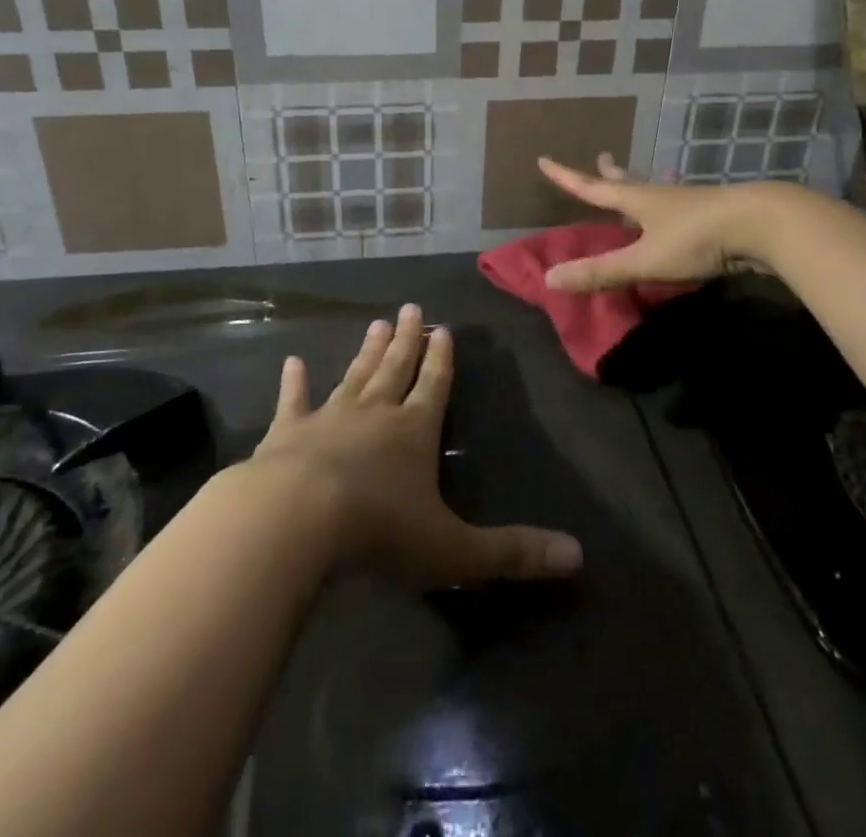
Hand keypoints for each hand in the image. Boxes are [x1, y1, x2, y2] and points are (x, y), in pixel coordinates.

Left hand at [250, 305, 582, 587]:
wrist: (296, 522)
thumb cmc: (379, 532)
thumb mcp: (455, 550)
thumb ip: (513, 552)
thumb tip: (578, 556)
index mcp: (415, 431)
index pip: (435, 386)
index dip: (442, 360)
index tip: (444, 329)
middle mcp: (375, 413)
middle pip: (396, 368)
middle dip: (407, 341)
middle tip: (410, 309)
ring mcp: (329, 418)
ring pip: (354, 376)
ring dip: (366, 352)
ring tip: (376, 323)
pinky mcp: (287, 433)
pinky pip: (294, 401)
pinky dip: (294, 382)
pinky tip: (292, 362)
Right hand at [536, 153, 793, 291]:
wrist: (761, 224)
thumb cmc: (697, 238)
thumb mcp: (644, 259)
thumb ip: (601, 271)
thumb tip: (549, 277)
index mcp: (638, 200)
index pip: (592, 188)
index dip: (566, 178)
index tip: (544, 160)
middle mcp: (660, 196)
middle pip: (627, 181)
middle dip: (609, 174)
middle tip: (600, 158)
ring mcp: (689, 203)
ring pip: (656, 191)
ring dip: (640, 185)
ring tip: (636, 180)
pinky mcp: (713, 215)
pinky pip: (679, 207)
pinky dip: (668, 205)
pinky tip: (678, 211)